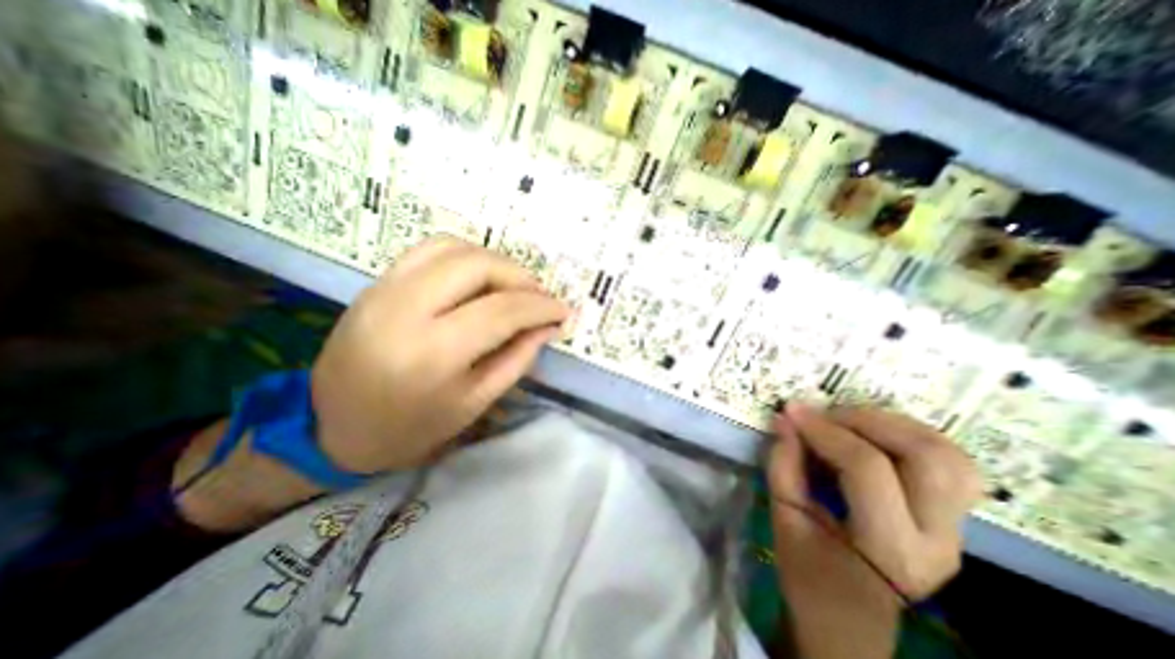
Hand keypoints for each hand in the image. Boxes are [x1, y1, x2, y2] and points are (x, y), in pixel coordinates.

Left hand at [174, 237, 565, 529]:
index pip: (502, 311)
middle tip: (539, 297)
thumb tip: (549, 326)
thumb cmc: (411, 428)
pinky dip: (464, 255)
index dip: (541, 307)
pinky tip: (478, 277)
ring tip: (512, 286)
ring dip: (494, 261)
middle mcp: (405, 310)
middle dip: (520, 276)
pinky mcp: (376, 283)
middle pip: (478, 266)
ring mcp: (384, 289)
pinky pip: (428, 250)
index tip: (564, 311)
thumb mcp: (475, 402)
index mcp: (433, 353)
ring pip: (453, 248)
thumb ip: (518, 358)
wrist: (331, 428)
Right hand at [767, 404, 977, 658]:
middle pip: (926, 456)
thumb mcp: (784, 517)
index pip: (867, 468)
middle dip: (868, 420)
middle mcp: (937, 539)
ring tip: (850, 420)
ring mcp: (955, 530)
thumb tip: (785, 419)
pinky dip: (913, 438)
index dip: (825, 431)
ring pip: (950, 455)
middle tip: (826, 414)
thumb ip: (783, 465)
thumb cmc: (808, 571)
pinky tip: (876, 435)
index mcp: (889, 547)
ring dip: (896, 425)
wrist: (849, 618)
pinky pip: (951, 465)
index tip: (793, 412)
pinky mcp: (953, 521)